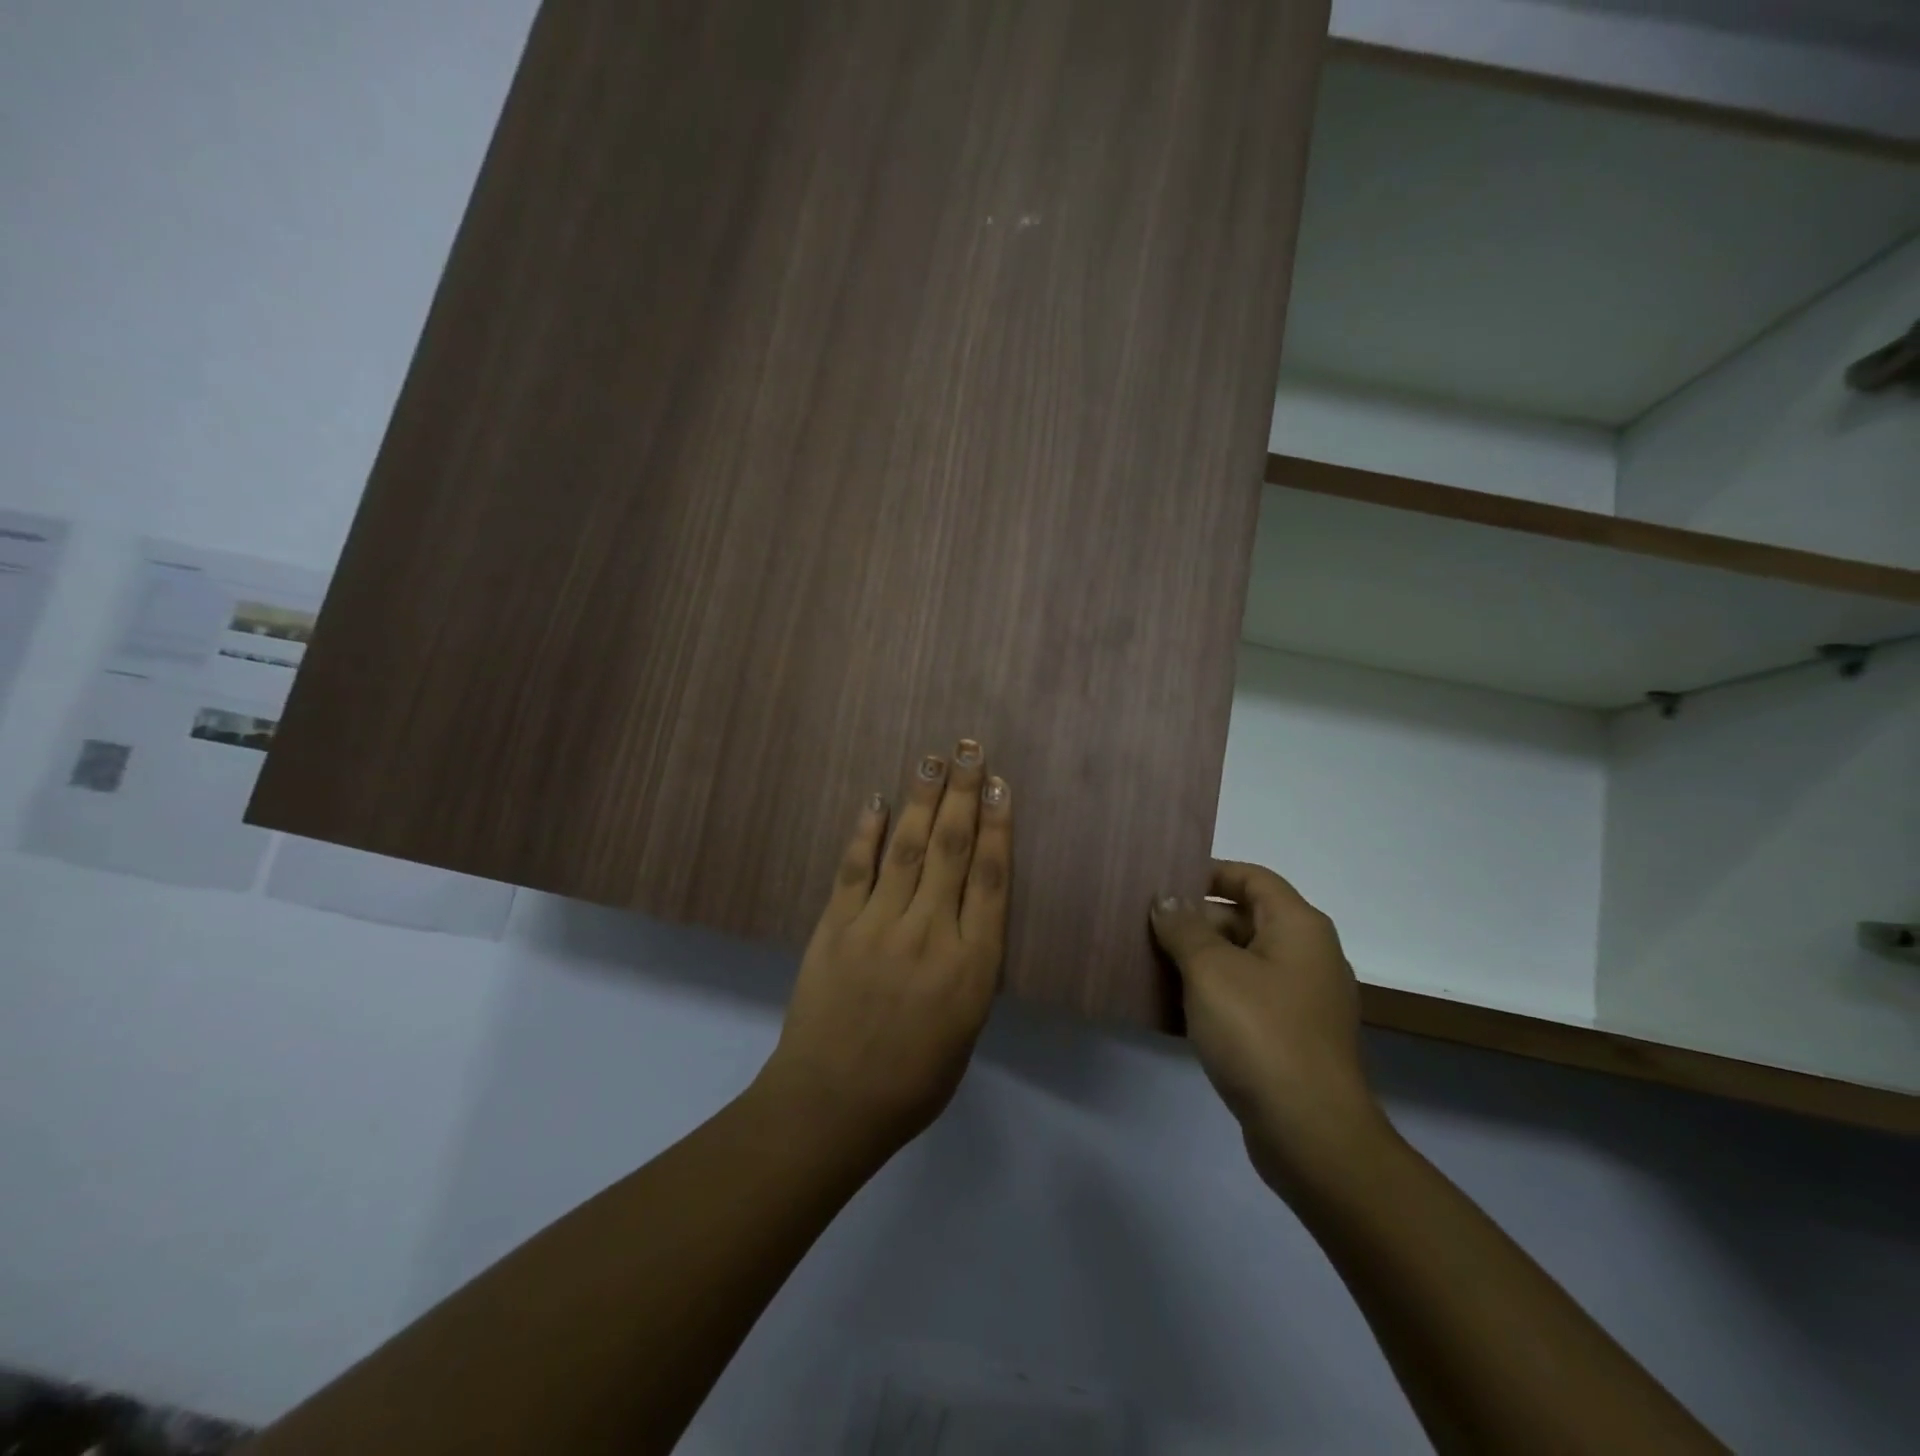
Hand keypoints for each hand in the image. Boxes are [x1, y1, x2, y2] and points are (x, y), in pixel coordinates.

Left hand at [756, 740, 1011, 1159]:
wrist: (831, 1105)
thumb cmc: (912, 1081)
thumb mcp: (967, 1029)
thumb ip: (971, 967)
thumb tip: (968, 915)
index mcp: (972, 965)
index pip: (992, 879)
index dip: (998, 826)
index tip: (999, 786)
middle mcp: (931, 933)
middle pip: (952, 850)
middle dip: (962, 795)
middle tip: (969, 750)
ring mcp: (879, 926)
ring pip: (906, 848)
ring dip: (920, 799)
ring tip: (931, 759)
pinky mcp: (836, 926)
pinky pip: (854, 869)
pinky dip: (865, 833)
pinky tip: (875, 800)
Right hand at [1151, 863, 1384, 1188]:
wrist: (1311, 1133)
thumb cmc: (1260, 1033)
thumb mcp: (1211, 970)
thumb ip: (1184, 928)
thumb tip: (1167, 899)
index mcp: (1298, 927)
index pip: (1252, 878)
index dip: (1209, 873)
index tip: (1164, 881)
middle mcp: (1307, 955)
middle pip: (1245, 918)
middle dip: (1195, 921)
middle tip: (1144, 925)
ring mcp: (1301, 999)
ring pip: (1241, 962)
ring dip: (1198, 960)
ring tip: (1147, 960)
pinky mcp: (1290, 1037)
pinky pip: (1245, 998)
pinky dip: (1211, 995)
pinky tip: (1171, 1006)